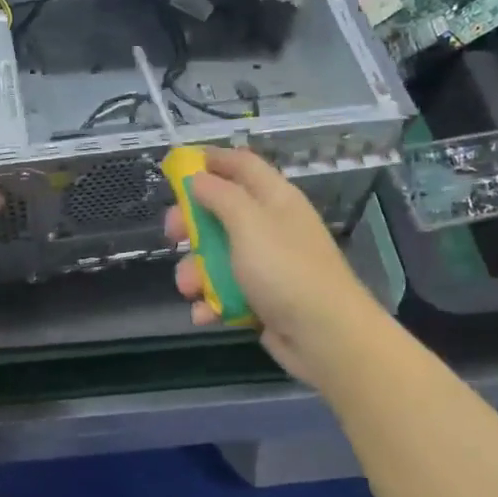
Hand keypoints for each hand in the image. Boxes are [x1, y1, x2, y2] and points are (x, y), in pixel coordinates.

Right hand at [165, 149, 385, 387]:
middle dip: (192, 223)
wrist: (325, 336)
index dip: (210, 160)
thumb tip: (198, 176)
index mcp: (275, 198)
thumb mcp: (248, 223)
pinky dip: (212, 301)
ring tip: (190, 288)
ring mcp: (267, 264)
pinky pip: (226, 291)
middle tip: (172, 234)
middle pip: (222, 210)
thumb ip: (220, 195)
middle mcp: (271, 225)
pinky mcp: (261, 298)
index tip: (176, 166)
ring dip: (196, 271)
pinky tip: (205, 314)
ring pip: (218, 255)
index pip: (241, 164)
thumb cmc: (285, 270)